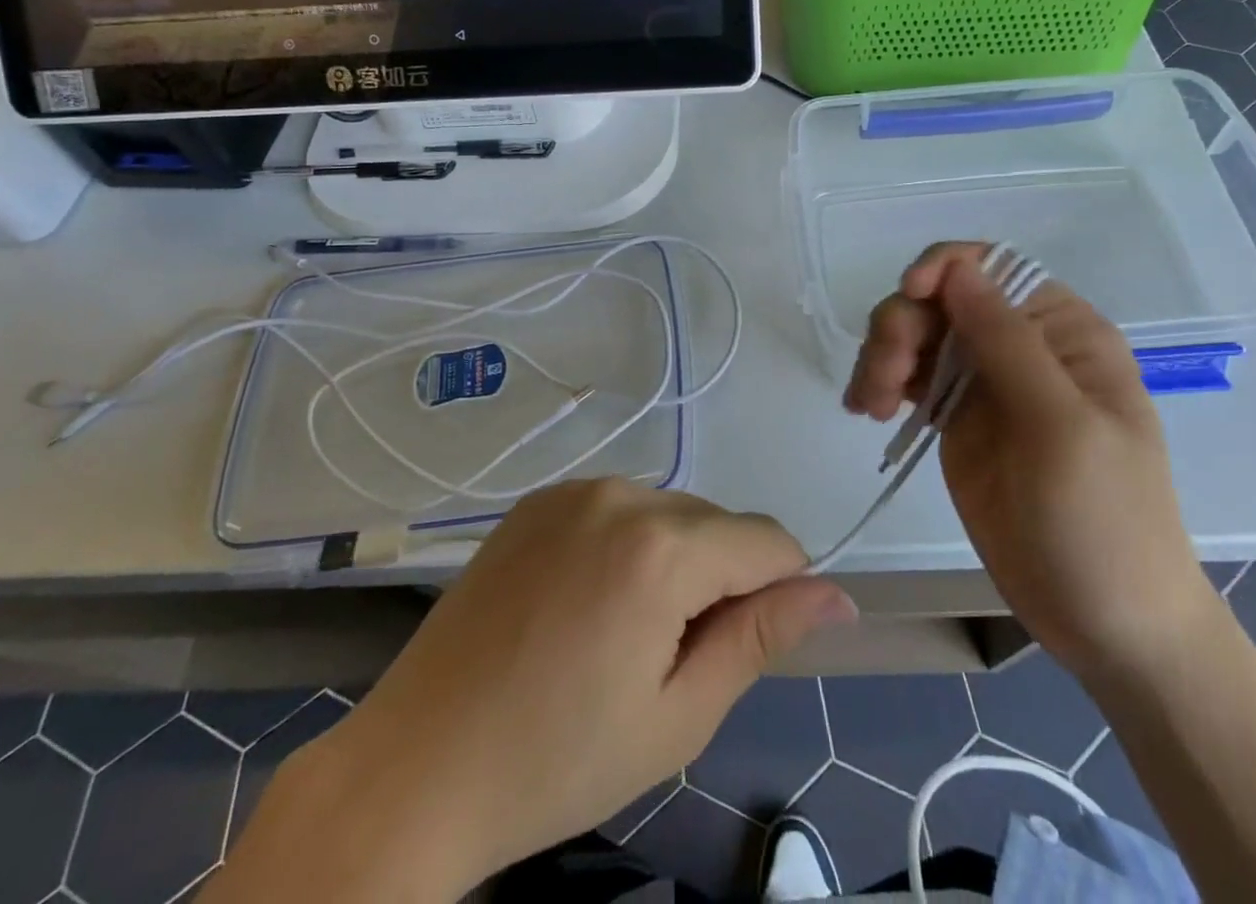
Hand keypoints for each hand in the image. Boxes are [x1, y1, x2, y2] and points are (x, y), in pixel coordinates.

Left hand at [213, 480, 852, 903]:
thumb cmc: (559, 760)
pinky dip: (626, 543)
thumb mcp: (679, 713)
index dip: (779, 589)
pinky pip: (616, 507)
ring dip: (675, 559)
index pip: (768, 539)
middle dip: (721, 578)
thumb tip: (838, 595)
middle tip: (670, 657)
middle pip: (716, 522)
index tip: (748, 644)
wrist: (418, 766)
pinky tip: (585, 603)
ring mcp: (573, 490)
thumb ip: (762, 636)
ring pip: (669, 510)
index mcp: (660, 548)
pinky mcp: (538, 499)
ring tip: (623, 633)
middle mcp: (620, 494)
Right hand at [843, 243, 1217, 679]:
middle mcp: (1020, 344)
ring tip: (872, 407)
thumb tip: (957, 268)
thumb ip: (1008, 342)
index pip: (993, 267)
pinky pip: (908, 378)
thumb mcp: (1063, 427)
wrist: (1108, 624)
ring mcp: (984, 382)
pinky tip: (868, 411)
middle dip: (903, 325)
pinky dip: (880, 384)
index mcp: (1062, 331)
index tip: (909, 297)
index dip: (943, 267)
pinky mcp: (956, 418)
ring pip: (916, 334)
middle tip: (885, 382)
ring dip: (883, 355)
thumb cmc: (1104, 521)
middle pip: (940, 298)